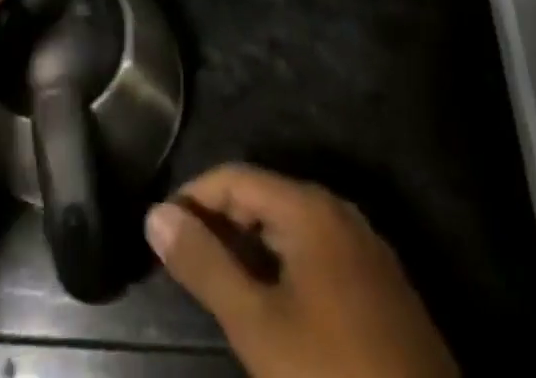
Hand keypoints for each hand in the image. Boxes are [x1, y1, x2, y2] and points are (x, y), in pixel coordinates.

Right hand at [146, 165, 457, 377]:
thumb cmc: (334, 376)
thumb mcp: (257, 326)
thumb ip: (205, 266)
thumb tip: (155, 215)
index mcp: (309, 208)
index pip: (234, 177)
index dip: (192, 199)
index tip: (160, 233)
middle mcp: (338, 212)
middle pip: (263, 197)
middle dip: (220, 223)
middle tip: (183, 262)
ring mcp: (365, 248)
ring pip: (290, 227)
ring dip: (249, 247)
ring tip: (216, 283)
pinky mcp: (380, 287)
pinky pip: (316, 254)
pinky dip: (282, 267)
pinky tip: (270, 305)